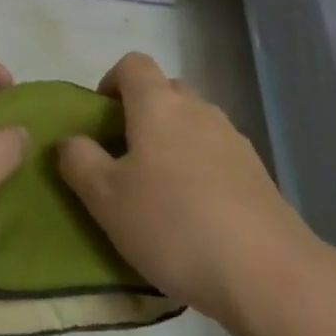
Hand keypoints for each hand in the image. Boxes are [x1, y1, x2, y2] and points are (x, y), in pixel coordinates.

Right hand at [57, 53, 315, 326]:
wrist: (265, 270)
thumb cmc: (173, 224)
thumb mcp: (107, 199)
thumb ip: (80, 162)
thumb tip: (70, 140)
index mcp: (158, 103)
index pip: (132, 64)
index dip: (111, 82)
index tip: (100, 119)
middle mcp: (197, 108)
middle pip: (165, 91)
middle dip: (142, 114)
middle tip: (125, 159)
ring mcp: (232, 137)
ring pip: (193, 124)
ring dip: (173, 143)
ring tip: (160, 193)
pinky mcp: (256, 171)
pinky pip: (217, 154)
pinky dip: (201, 169)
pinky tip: (196, 216)